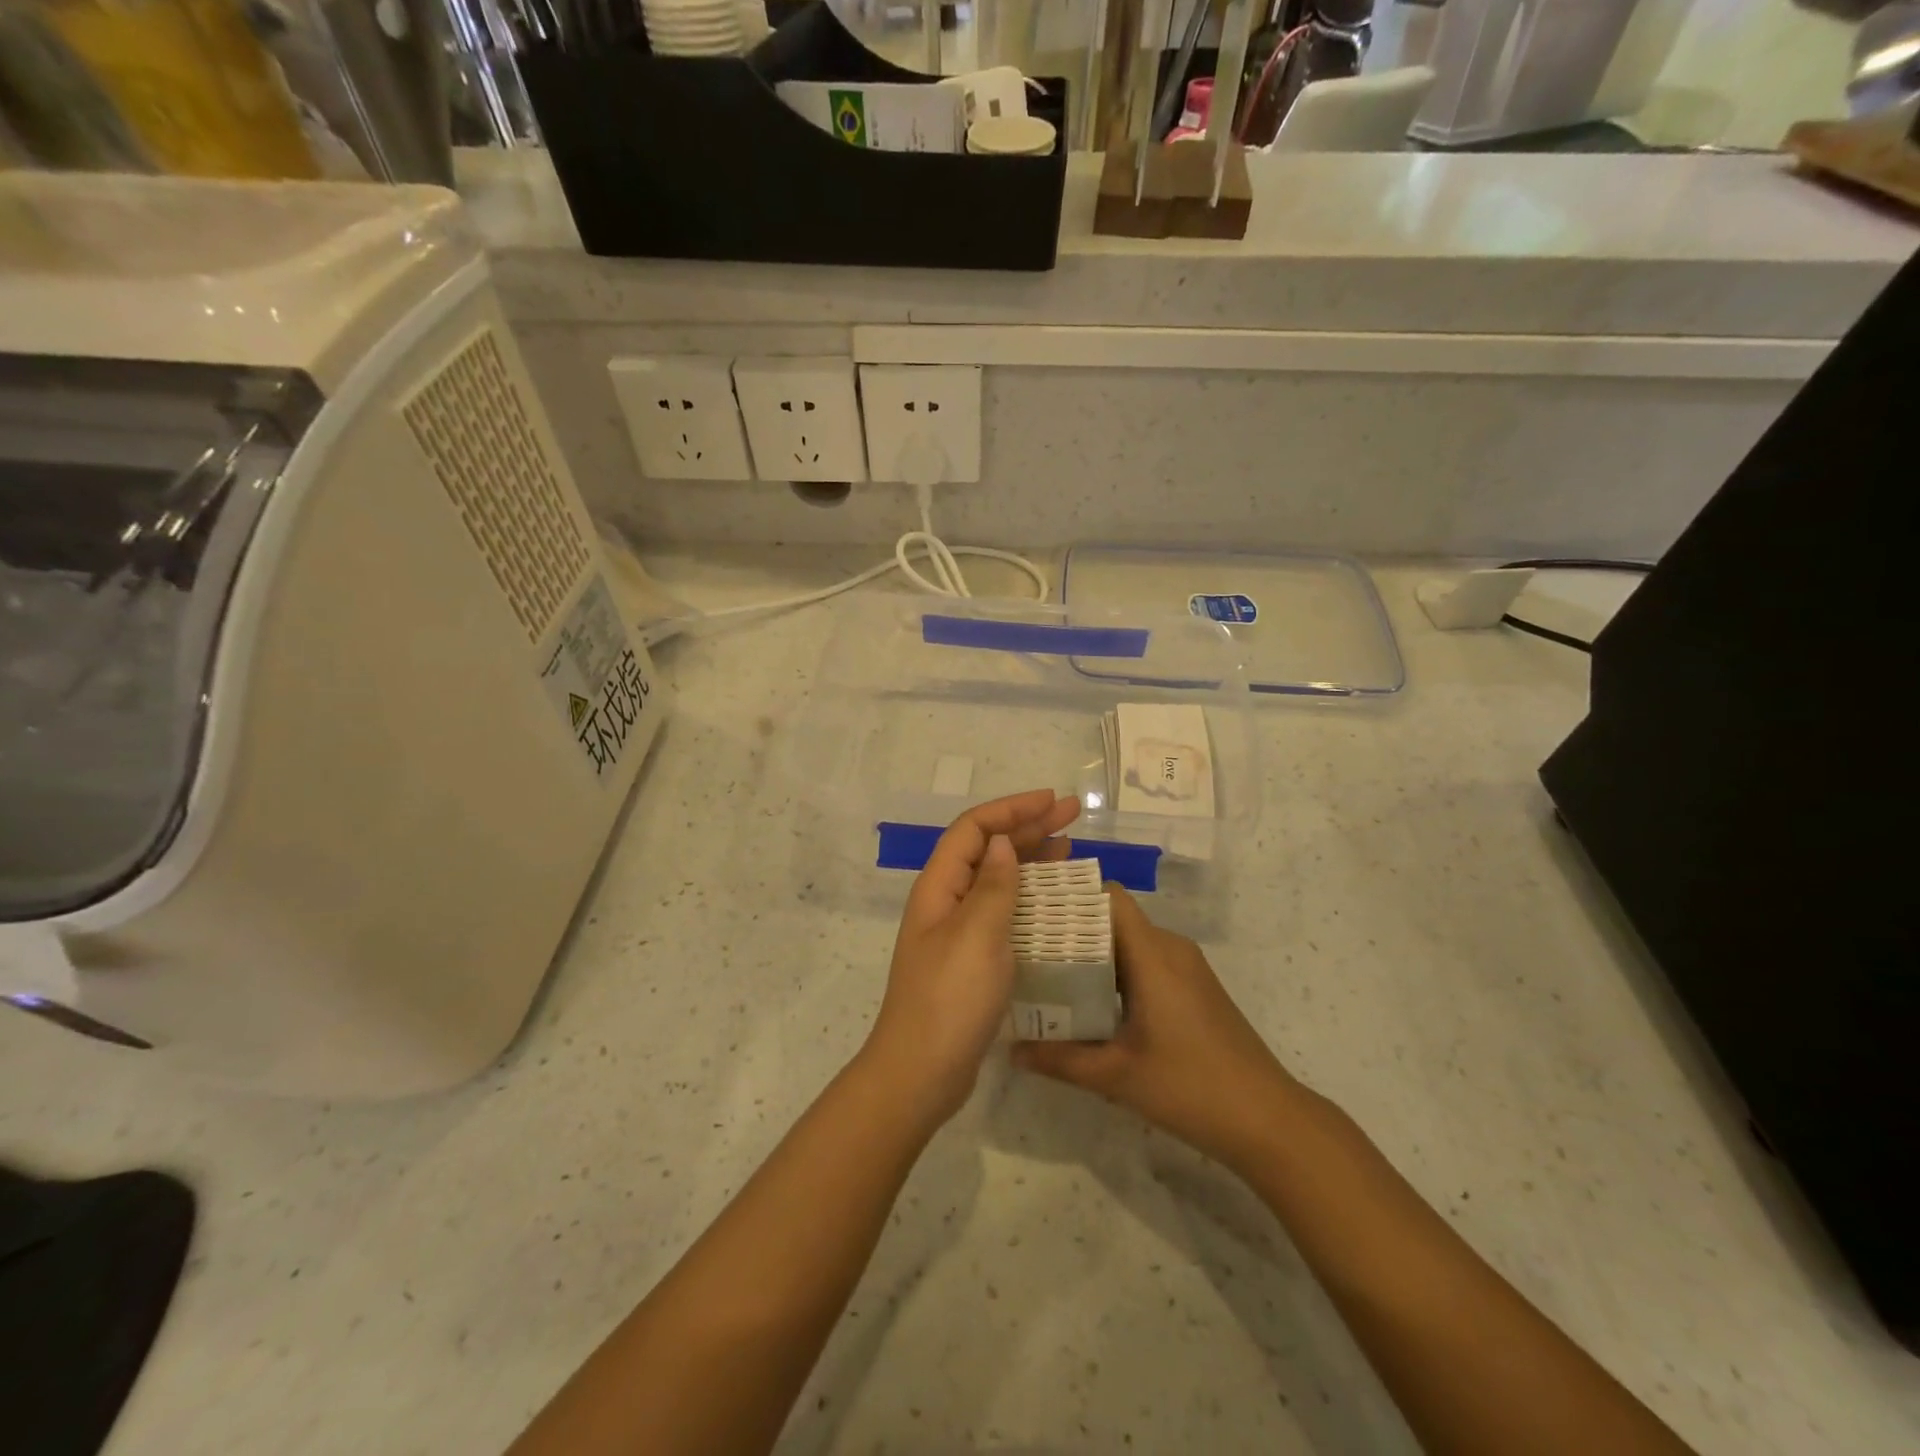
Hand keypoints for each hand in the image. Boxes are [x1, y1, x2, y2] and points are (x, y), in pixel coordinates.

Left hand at [863, 789, 1080, 1123]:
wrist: (922, 1073)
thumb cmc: (949, 999)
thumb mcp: (977, 936)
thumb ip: (993, 886)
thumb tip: (1002, 843)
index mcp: (939, 887)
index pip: (974, 829)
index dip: (1012, 809)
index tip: (1053, 801)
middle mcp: (946, 901)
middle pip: (988, 849)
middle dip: (1028, 826)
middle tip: (1073, 815)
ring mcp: (958, 931)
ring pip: (997, 879)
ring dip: (1031, 859)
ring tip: (1069, 847)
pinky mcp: (973, 958)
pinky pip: (1004, 912)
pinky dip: (1030, 898)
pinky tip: (1054, 901)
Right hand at [1013, 886, 1298, 1174]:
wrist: (1269, 1120)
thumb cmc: (1191, 1087)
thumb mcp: (1116, 1075)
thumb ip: (1060, 1059)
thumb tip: (1010, 1050)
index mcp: (1153, 954)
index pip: (1109, 898)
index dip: (1071, 896)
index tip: (1033, 909)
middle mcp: (1171, 948)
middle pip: (1115, 919)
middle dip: (1072, 929)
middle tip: (1028, 947)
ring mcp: (1187, 968)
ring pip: (1131, 942)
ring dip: (1094, 954)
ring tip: (1050, 974)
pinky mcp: (1195, 988)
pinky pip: (1148, 962)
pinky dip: (1118, 972)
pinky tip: (1092, 1002)